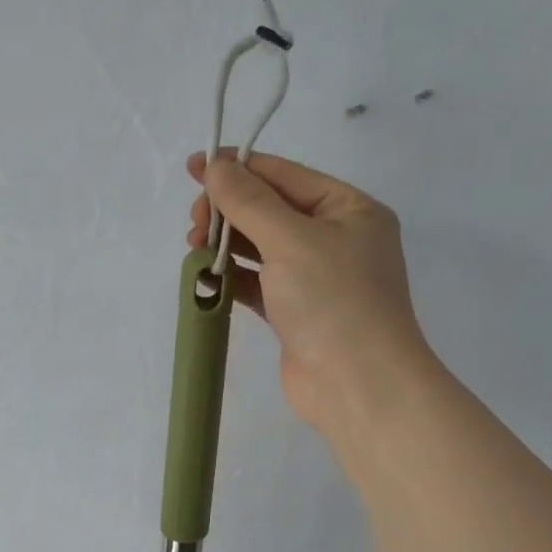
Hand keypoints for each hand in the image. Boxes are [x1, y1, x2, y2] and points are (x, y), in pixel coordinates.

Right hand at [188, 151, 432, 436]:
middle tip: (195, 225)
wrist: (357, 385)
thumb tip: (215, 166)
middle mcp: (336, 238)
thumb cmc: (333, 300)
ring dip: (227, 244)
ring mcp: (316, 278)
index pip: (286, 175)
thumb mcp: (291, 240)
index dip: (239, 168)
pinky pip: (258, 283)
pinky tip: (207, 276)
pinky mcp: (295, 313)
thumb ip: (249, 201)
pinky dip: (233, 277)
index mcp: (349, 209)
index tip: (194, 168)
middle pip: (271, 210)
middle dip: (229, 211)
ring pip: (261, 248)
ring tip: (195, 249)